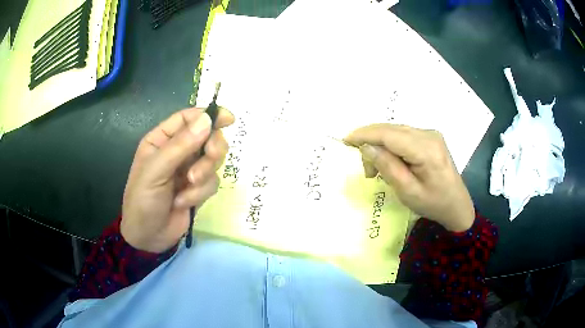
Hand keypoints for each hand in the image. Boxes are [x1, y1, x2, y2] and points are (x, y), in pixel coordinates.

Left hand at [121, 107, 234, 252]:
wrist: (148, 238)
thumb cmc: (143, 201)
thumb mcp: (155, 171)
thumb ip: (180, 146)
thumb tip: (207, 119)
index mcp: (162, 140)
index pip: (188, 118)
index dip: (209, 115)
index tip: (228, 119)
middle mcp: (178, 152)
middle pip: (208, 137)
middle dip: (211, 150)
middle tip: (208, 160)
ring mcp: (189, 170)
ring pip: (213, 161)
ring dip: (204, 175)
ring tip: (187, 188)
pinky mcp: (198, 189)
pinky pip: (212, 182)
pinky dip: (200, 193)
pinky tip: (183, 203)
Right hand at [344, 124, 473, 231]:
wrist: (456, 205)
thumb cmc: (433, 204)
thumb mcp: (408, 192)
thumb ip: (387, 167)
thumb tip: (367, 147)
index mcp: (426, 149)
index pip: (389, 134)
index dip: (365, 134)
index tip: (345, 140)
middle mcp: (428, 134)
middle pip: (391, 129)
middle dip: (371, 142)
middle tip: (366, 169)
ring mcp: (430, 134)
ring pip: (395, 131)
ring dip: (380, 145)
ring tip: (376, 170)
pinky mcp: (429, 137)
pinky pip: (403, 135)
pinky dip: (390, 146)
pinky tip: (389, 161)